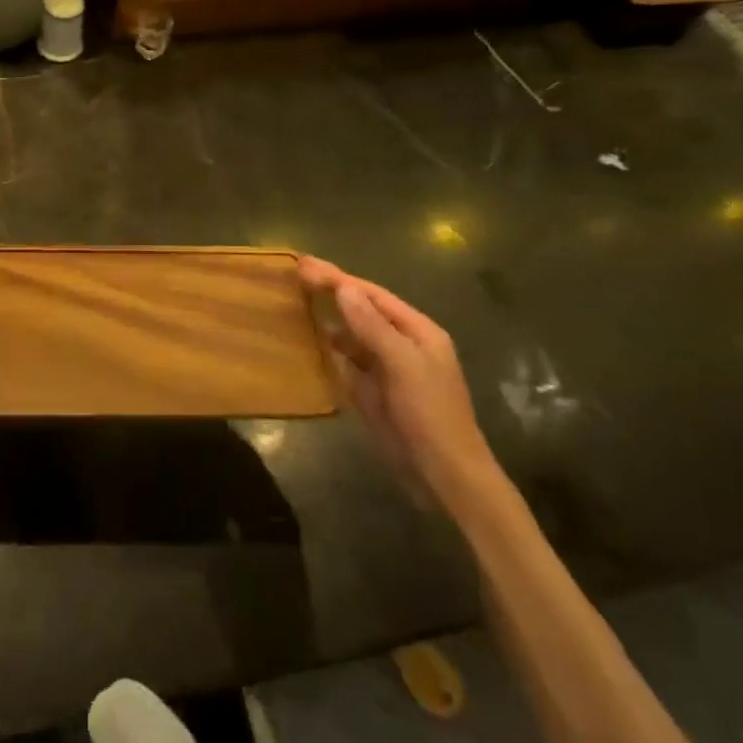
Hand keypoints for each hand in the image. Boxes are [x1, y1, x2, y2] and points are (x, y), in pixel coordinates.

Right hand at [299, 257, 500, 516]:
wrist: (445, 477)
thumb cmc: (430, 415)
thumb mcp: (403, 365)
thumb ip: (372, 326)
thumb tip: (344, 289)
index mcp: (418, 331)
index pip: (373, 295)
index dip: (339, 278)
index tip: (306, 266)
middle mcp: (403, 344)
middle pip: (363, 310)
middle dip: (332, 291)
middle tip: (297, 274)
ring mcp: (388, 369)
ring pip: (354, 334)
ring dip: (330, 317)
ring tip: (299, 301)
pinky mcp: (375, 392)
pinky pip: (350, 361)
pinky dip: (332, 348)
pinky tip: (313, 341)